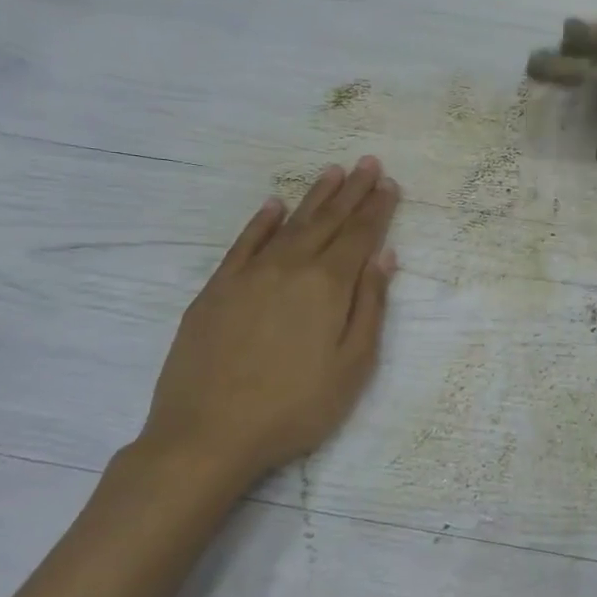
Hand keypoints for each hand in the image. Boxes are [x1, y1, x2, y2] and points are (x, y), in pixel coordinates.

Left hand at [129, 158, 400, 504]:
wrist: (208, 433)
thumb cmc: (295, 407)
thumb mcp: (352, 365)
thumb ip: (370, 306)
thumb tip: (384, 257)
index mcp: (328, 285)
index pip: (359, 236)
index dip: (377, 209)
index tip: (389, 183)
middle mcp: (290, 267)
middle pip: (327, 221)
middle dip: (352, 191)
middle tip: (367, 162)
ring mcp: (249, 275)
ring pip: (289, 224)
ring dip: (314, 197)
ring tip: (332, 172)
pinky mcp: (217, 289)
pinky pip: (244, 243)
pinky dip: (261, 221)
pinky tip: (274, 206)